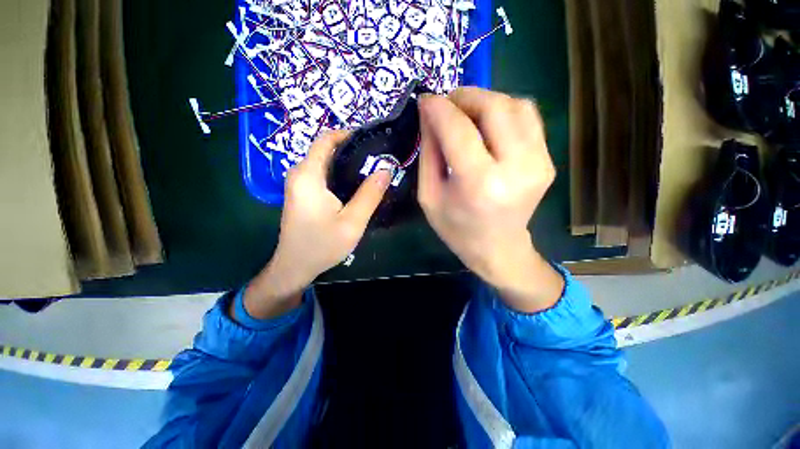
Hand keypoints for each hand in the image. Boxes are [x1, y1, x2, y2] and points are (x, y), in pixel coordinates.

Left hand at [241, 131, 392, 319]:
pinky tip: (356, 183)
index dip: (347, 134)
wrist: (295, 266)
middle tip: (377, 157)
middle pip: (326, 150)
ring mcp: (298, 184)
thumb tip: (386, 169)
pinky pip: (322, 174)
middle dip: (351, 149)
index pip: (326, 139)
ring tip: (371, 168)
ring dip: (347, 162)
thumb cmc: (322, 245)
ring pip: (325, 162)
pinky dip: (339, 173)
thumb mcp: (352, 222)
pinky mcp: (302, 193)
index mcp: (308, 175)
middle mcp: (299, 173)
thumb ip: (370, 194)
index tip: (371, 138)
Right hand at [418, 88, 563, 312]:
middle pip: (494, 107)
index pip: (458, 129)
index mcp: (478, 184)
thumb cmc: (456, 228)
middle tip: (446, 103)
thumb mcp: (429, 195)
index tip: (426, 100)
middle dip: (465, 96)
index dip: (439, 108)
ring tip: (465, 112)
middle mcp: (515, 169)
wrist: (497, 249)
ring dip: (486, 100)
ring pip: (516, 105)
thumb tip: (430, 113)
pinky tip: (487, 124)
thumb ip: (428, 152)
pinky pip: (528, 118)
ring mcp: (538, 163)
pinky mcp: (547, 161)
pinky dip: (504, 111)